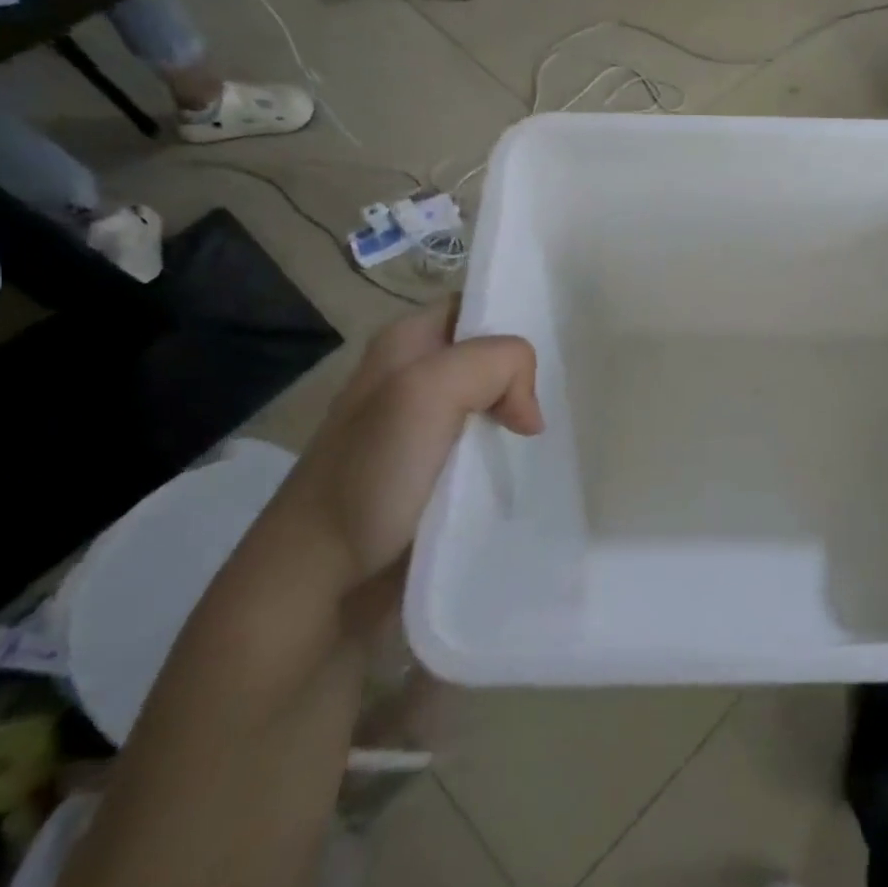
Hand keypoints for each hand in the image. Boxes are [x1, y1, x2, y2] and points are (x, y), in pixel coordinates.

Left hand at [270, 299, 542, 584]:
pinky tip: (536, 466)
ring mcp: (428, 431)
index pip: (478, 306)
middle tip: (567, 396)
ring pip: (496, 405)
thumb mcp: (427, 391)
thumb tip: (529, 412)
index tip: (555, 349)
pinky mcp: (439, 476)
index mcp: (406, 343)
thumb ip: (494, 364)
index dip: (516, 318)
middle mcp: (416, 379)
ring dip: (526, 418)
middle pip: (493, 358)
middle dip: (530, 373)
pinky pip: (491, 450)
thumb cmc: (369, 475)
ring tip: (561, 434)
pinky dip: (515, 455)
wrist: (320, 580)